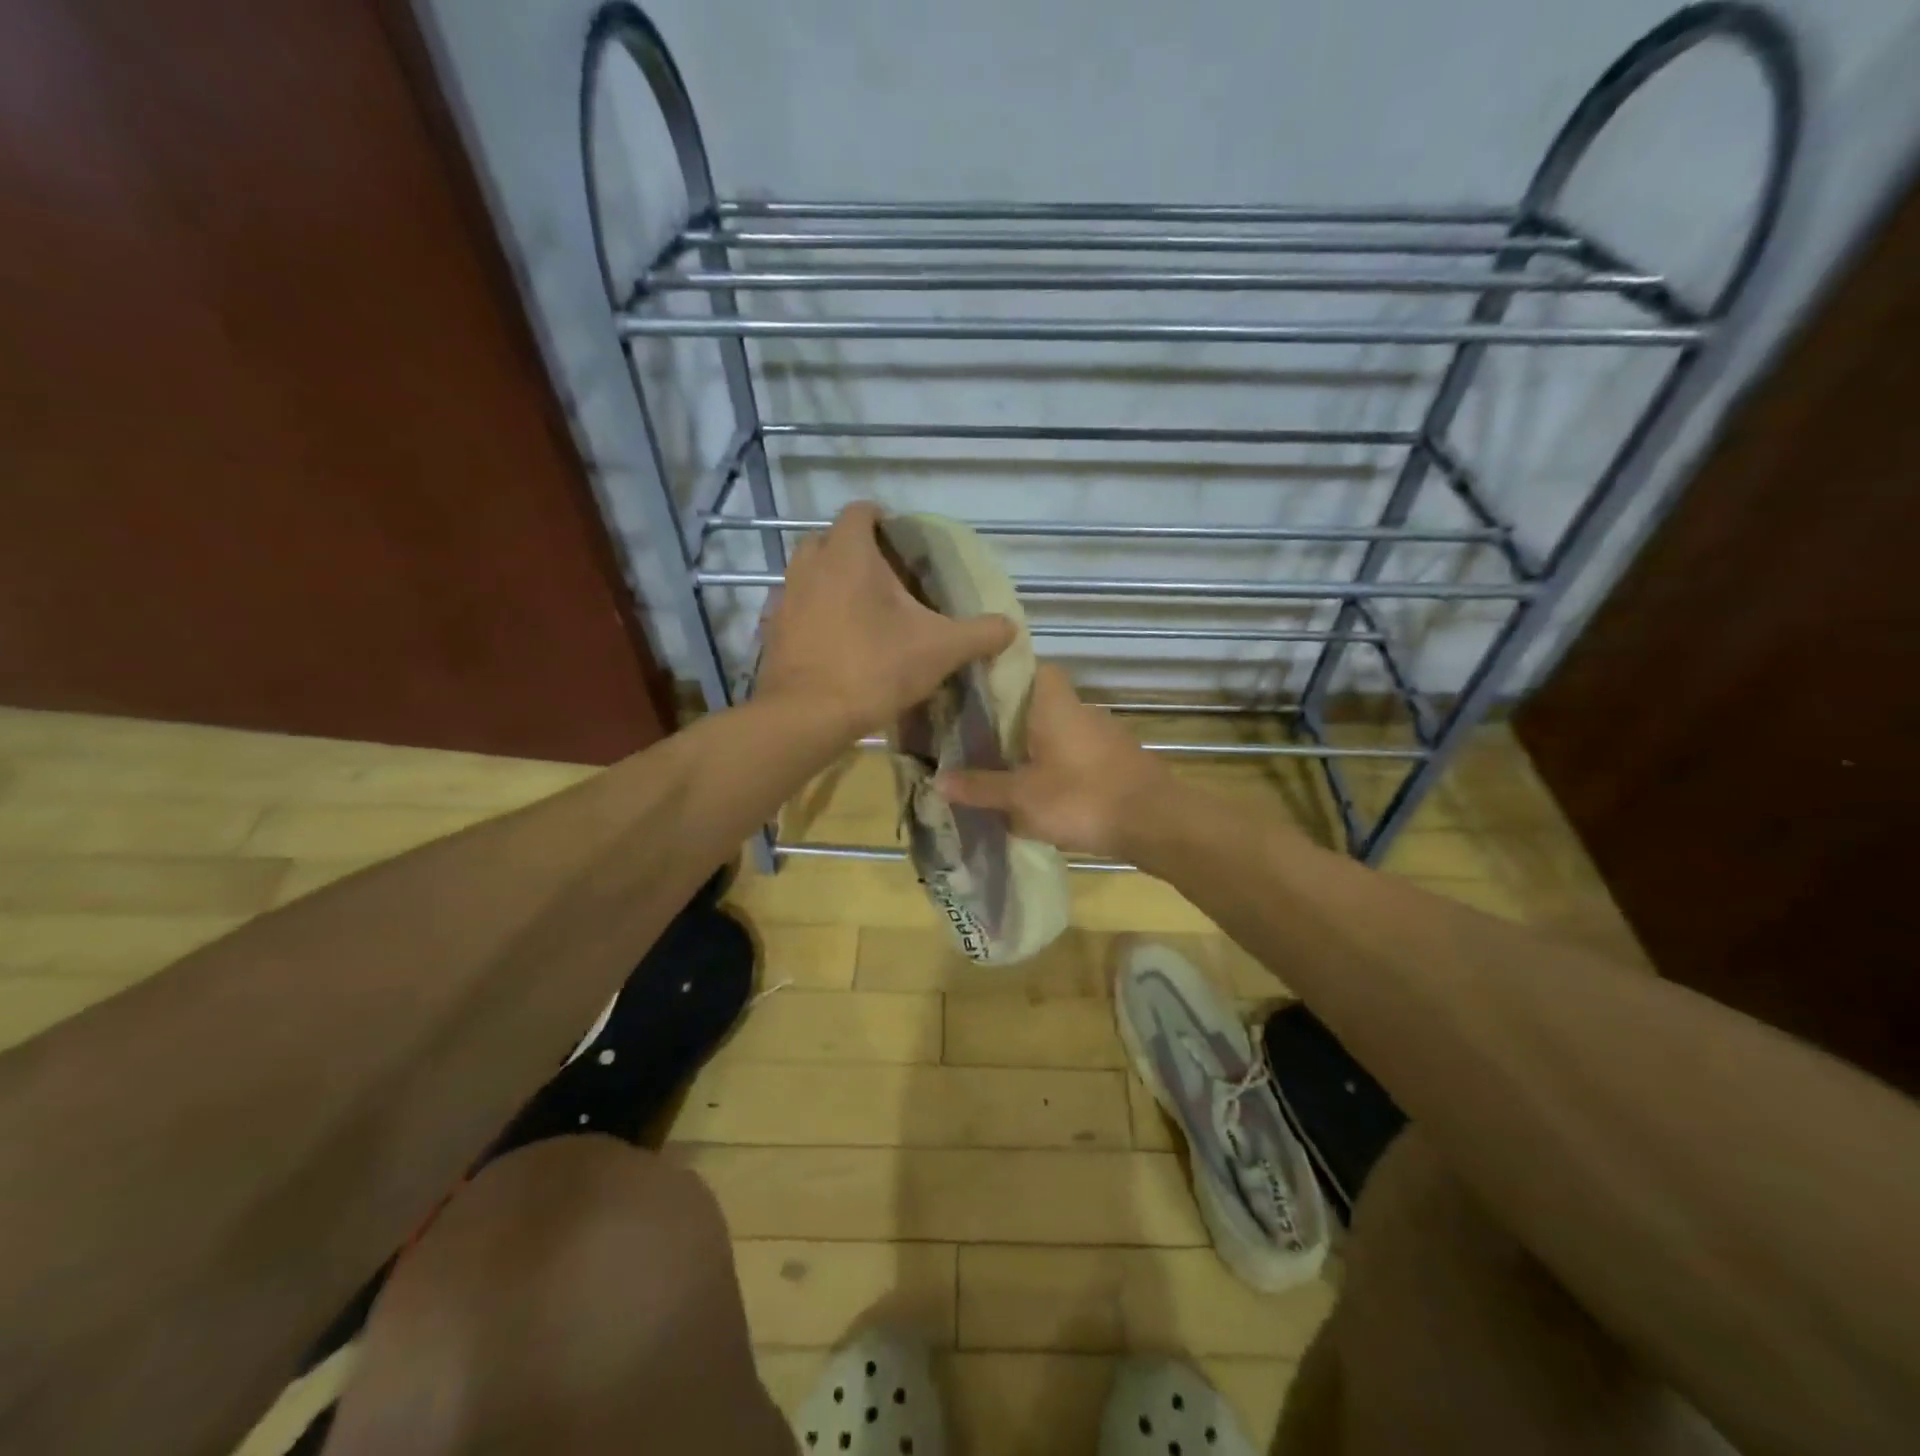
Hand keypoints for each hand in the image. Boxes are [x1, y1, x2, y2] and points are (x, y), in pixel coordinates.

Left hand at [754, 502, 1014, 737]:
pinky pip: (795, 609)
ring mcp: (785, 597)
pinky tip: (833, 641)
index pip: (859, 511)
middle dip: (853, 550)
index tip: (899, 539)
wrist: (808, 716)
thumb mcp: (940, 650)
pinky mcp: (772, 630)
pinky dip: (812, 615)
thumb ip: (979, 634)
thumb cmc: (875, 668)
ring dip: (829, 581)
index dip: (880, 518)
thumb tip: (1010, 627)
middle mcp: (809, 565)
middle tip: (883, 577)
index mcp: (848, 554)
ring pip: (807, 573)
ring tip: (859, 609)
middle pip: (828, 539)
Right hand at [937, 665, 1178, 859]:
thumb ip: (981, 787)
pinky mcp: (1119, 760)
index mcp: (1054, 704)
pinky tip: (1044, 790)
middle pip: (1040, 702)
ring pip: (1060, 729)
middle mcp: (1081, 710)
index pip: (1029, 667)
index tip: (975, 694)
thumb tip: (937, 781)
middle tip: (978, 739)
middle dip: (1012, 719)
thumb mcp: (1022, 797)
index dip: (1002, 675)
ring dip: (1036, 745)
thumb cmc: (1081, 798)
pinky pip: (1078, 753)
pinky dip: (1059, 765)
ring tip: (1005, 768)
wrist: (1156, 823)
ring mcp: (1105, 734)